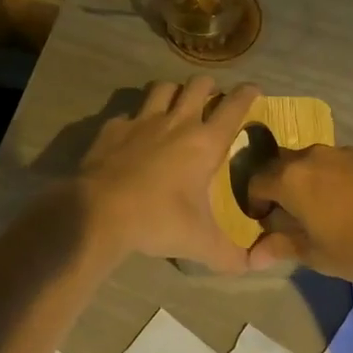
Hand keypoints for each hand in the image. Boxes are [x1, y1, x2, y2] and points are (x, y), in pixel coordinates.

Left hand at [77, 77, 259, 273]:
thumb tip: (254, 267)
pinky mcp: (114, 129)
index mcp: (205, 143)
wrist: (98, 212)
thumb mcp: (200, 243)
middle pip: (198, 85)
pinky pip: (129, 114)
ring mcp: (142, 121)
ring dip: (174, 91)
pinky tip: (134, 134)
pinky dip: (136, 119)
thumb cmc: (158, 220)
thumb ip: (230, 255)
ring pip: (163, 88)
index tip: (254, 89)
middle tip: (213, 96)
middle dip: (210, 85)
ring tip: (176, 103)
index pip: (234, 107)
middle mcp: (177, 122)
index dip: (247, 94)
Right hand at [246, 144, 352, 282]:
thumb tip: (253, 256)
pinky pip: (342, 164)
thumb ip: (282, 247)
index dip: (254, 202)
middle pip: (284, 166)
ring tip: (325, 210)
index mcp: (291, 178)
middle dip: (280, 188)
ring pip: (314, 163)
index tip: (264, 222)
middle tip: (291, 216)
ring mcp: (345, 152)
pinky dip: (337, 179)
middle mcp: (313, 156)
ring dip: (310, 182)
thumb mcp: (317, 255)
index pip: (256, 182)